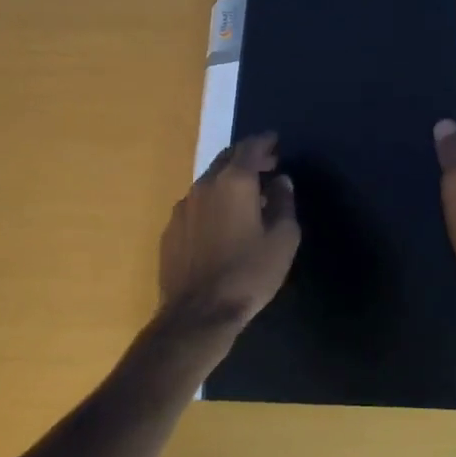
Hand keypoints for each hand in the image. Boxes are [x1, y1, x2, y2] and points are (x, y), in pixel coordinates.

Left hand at [158, 133, 301, 333]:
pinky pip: (196, 204)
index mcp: (234, 182)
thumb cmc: (249, 274)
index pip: (250, 147)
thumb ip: (284, 203)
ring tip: (247, 198)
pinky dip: (213, 202)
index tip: (276, 142)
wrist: (198, 314)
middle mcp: (205, 185)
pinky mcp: (171, 229)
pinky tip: (222, 224)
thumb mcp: (283, 239)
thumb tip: (281, 181)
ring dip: (229, 181)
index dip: (265, 141)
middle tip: (267, 166)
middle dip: (248, 157)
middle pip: (227, 158)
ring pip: (209, 181)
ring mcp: (183, 206)